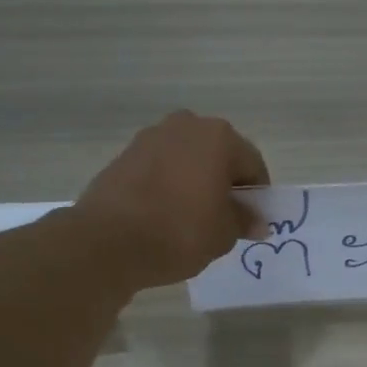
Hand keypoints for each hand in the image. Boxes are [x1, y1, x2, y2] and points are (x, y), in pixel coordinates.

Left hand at [74, 111, 269, 289]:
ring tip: (192, 218)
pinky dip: (169, 185)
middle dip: (224, 183)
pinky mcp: (124, 155)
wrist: (109, 241)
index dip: (257, 195)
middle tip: (224, 218)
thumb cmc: (180, 233)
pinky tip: (165, 214)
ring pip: (187, 160)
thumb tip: (257, 221)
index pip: (252, 164)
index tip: (253, 221)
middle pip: (218, 155)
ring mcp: (151, 137)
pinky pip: (161, 169)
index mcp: (219, 137)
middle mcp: (186, 126)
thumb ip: (243, 221)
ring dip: (195, 182)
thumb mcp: (223, 234)